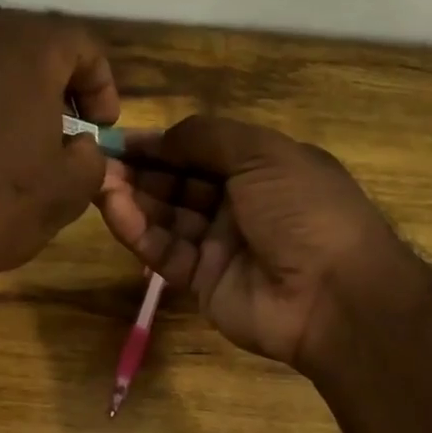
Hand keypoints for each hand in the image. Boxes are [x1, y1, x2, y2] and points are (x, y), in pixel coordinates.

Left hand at [0, 10, 119, 290]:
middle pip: (36, 46)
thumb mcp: (67, 189)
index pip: (83, 45)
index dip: (102, 86)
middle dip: (60, 85)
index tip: (100, 128)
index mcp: (30, 46)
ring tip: (27, 142)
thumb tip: (81, 147)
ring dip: (20, 95)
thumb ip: (92, 159)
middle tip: (70, 129)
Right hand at [97, 117, 407, 372]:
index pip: (201, 151)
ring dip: (134, 199)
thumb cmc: (304, 210)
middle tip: (99, 162)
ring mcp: (220, 245)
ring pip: (167, 217)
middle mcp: (239, 205)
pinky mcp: (202, 282)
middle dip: (142, 171)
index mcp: (262, 169)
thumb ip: (206, 138)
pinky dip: (139, 232)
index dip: (163, 144)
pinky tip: (115, 211)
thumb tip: (159, 136)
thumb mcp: (263, 155)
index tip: (121, 139)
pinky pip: (165, 252)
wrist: (333, 296)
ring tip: (98, 183)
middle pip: (180, 184)